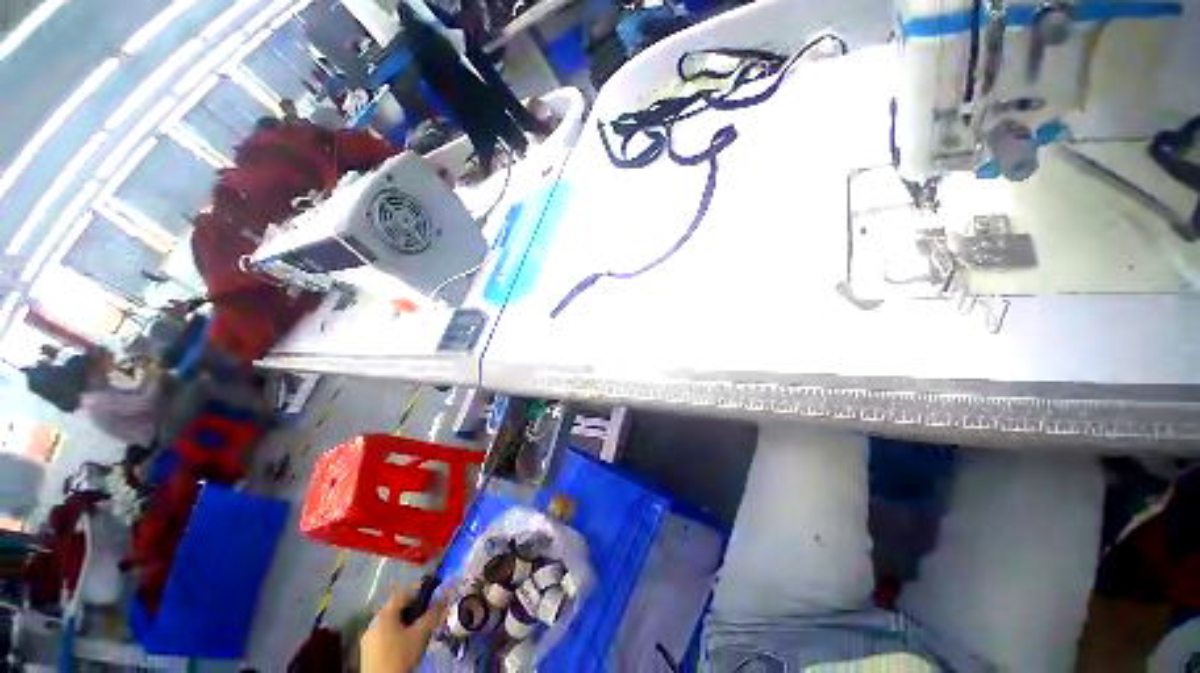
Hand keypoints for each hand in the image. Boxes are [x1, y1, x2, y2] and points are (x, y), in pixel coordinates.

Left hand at [360, 584, 447, 672]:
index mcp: (385, 613)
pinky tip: (402, 645)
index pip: (404, 593)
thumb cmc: (401, 655)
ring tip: (415, 633)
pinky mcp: (366, 649)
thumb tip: (445, 595)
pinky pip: (383, 634)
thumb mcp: (420, 634)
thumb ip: (433, 614)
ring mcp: (368, 636)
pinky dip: (394, 634)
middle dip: (412, 611)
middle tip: (424, 619)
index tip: (430, 600)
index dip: (419, 594)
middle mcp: (374, 621)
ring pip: (390, 622)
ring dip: (403, 623)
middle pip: (396, 608)